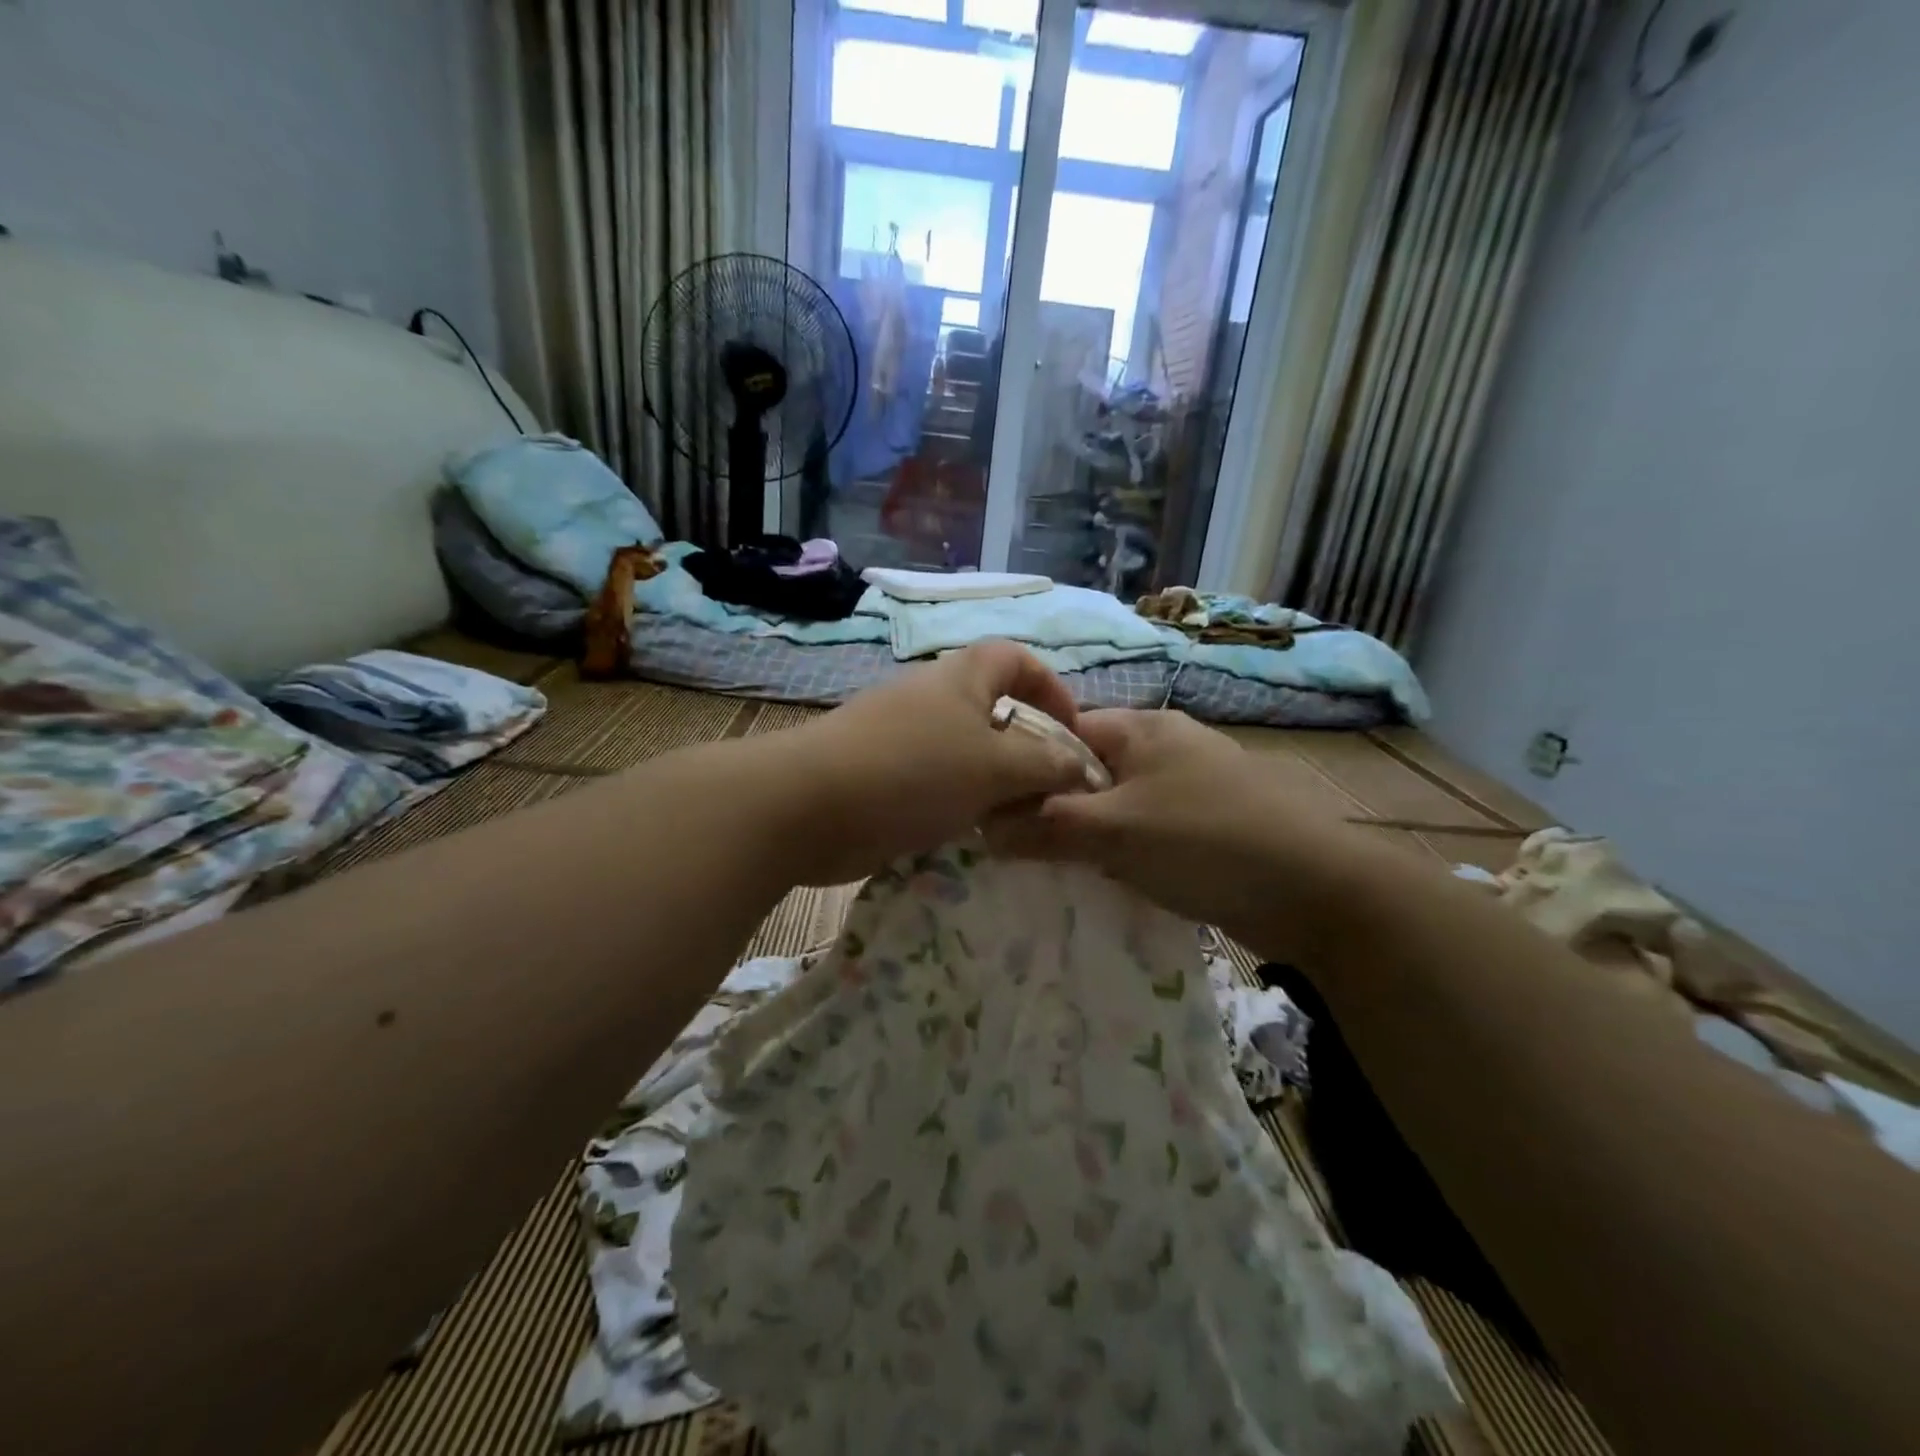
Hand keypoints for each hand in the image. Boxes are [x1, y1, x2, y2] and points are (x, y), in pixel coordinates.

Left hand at [779, 641, 1090, 884]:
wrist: (809, 806)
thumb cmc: (914, 772)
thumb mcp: (995, 768)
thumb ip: (1045, 766)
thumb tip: (1080, 768)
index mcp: (962, 677)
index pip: (1018, 660)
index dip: (1052, 689)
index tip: (1072, 734)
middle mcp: (931, 697)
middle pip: (992, 710)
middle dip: (1025, 747)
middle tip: (1046, 790)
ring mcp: (900, 735)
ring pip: (964, 751)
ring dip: (993, 782)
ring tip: (1014, 819)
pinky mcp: (880, 772)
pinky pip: (934, 780)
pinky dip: (957, 802)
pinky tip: (969, 834)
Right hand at [986, 708, 1368, 948]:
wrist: (1317, 891)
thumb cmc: (1205, 842)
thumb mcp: (1114, 833)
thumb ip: (1045, 827)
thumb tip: (983, 829)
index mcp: (1142, 728)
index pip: (1063, 732)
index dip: (1025, 766)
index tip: (995, 809)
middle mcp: (1166, 746)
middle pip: (1089, 769)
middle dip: (1055, 807)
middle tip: (1022, 847)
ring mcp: (1191, 784)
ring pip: (1118, 803)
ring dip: (1089, 833)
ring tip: (1057, 867)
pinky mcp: (1208, 822)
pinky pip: (1147, 828)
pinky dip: (1124, 850)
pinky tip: (1109, 878)